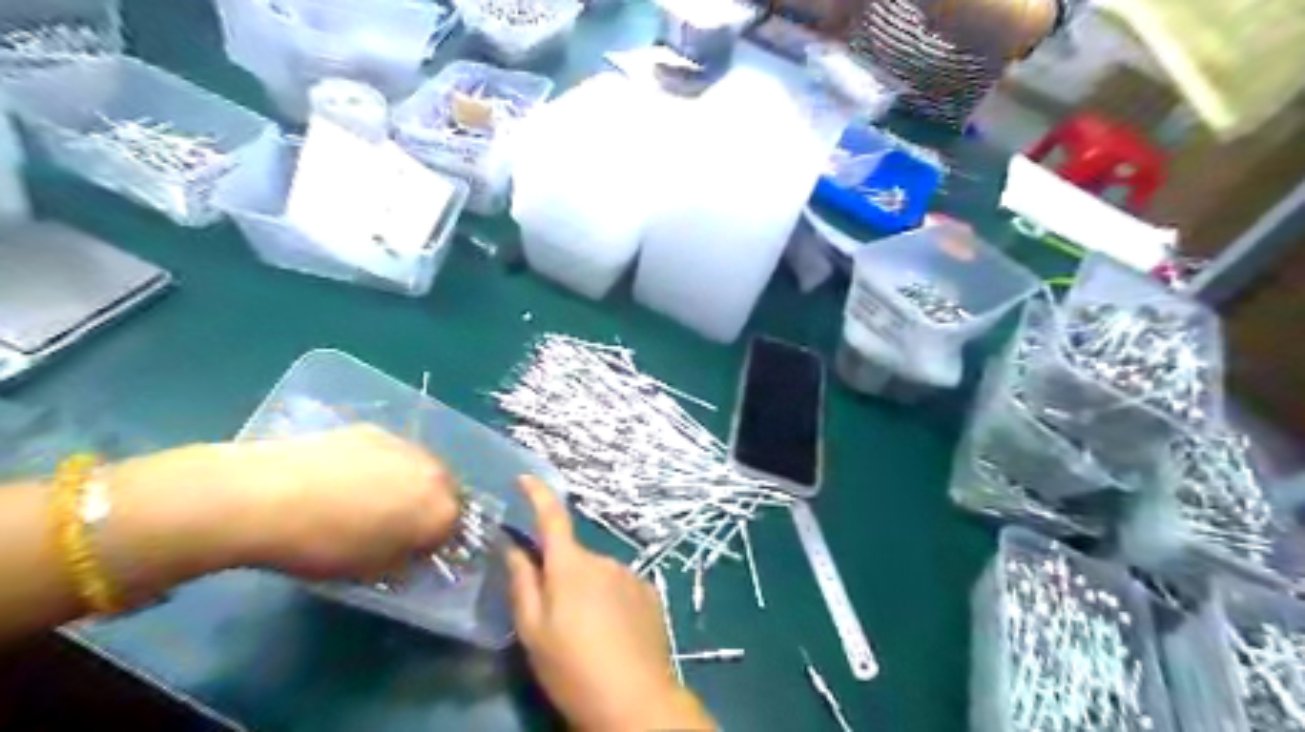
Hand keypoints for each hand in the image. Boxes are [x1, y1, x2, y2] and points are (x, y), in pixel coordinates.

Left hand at [107, 424, 461, 594]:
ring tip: (367, 500)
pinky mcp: (373, 429)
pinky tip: (344, 479)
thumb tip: (409, 550)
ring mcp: (405, 445)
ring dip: (407, 484)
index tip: (411, 553)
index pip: (454, 529)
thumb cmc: (321, 546)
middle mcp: (435, 472)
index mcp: (440, 511)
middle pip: (445, 492)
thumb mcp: (370, 571)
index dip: (433, 544)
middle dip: (428, 508)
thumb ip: (404, 559)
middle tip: (394, 526)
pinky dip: (380, 465)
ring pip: (419, 468)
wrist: (263, 496)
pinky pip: (390, 453)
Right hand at [505, 474, 712, 731]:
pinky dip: (610, 601)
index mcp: (570, 565)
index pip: (551, 517)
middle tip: (552, 618)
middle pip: (572, 556)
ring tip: (585, 635)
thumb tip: (512, 546)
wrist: (635, 700)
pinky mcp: (649, 592)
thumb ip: (522, 583)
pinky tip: (611, 635)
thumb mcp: (533, 631)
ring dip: (586, 591)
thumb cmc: (572, 668)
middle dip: (560, 575)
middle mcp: (603, 559)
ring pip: (597, 574)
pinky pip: (619, 587)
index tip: (525, 478)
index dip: (537, 493)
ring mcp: (630, 574)